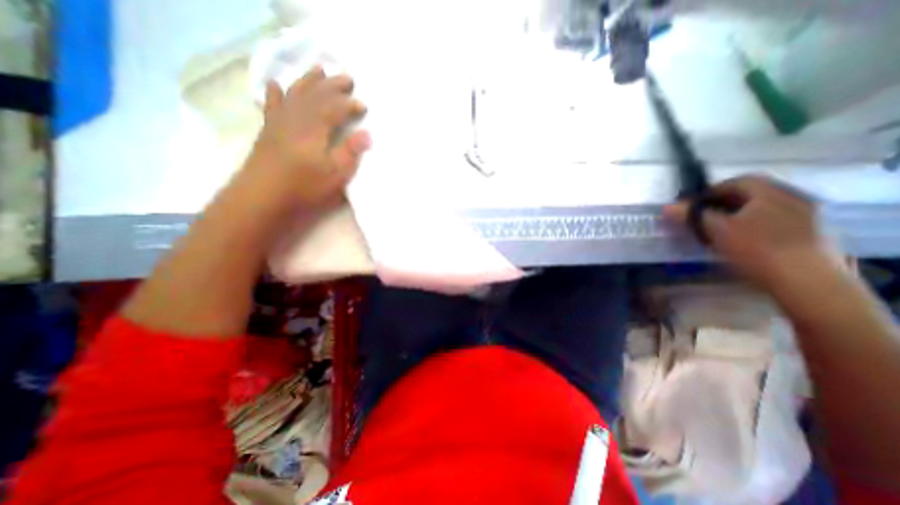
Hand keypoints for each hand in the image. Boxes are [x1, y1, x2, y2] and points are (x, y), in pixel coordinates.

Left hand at [245, 65, 371, 209]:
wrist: (262, 198)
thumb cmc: (304, 188)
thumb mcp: (335, 175)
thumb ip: (350, 152)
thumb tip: (367, 134)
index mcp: (314, 129)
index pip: (334, 108)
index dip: (349, 104)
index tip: (364, 105)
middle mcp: (295, 119)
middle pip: (315, 95)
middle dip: (332, 85)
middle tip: (347, 77)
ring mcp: (279, 123)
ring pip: (295, 94)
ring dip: (308, 81)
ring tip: (318, 70)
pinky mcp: (269, 131)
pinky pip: (272, 105)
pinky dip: (275, 93)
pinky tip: (276, 84)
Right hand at [664, 175, 841, 287]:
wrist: (808, 281)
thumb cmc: (757, 249)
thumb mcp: (717, 230)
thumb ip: (692, 216)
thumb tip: (667, 206)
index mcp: (771, 192)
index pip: (737, 181)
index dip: (712, 190)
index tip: (694, 204)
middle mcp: (793, 197)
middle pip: (752, 194)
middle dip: (725, 203)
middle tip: (706, 217)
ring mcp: (808, 215)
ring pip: (765, 208)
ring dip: (741, 215)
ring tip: (723, 230)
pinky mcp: (814, 233)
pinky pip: (778, 221)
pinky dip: (758, 225)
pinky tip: (747, 240)